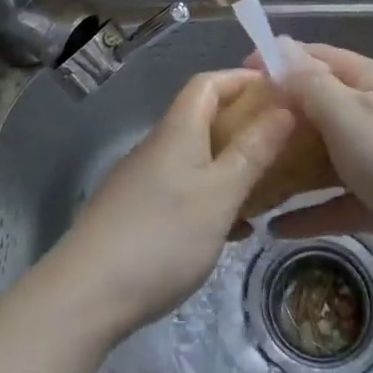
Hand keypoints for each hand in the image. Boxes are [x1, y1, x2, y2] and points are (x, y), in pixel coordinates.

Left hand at [51, 69, 293, 338]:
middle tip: (284, 142)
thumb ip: (253, 151)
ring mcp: (144, 180)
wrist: (87, 294)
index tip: (279, 89)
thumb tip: (284, 107)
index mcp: (177, 130)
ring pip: (196, 158)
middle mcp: (158, 146)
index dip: (241, 78)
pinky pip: (184, 190)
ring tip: (268, 186)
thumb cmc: (163, 236)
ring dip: (231, 164)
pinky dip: (213, 197)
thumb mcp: (220, 194)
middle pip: (202, 118)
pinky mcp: (137, 213)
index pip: (208, 83)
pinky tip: (234, 229)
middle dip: (243, 124)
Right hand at [261, 42, 372, 289]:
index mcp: (370, 82)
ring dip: (291, 168)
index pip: (316, 58)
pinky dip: (312, 213)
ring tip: (249, 180)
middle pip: (318, 109)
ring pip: (326, 158)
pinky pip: (339, 202)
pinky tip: (276, 229)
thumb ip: (310, 84)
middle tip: (235, 134)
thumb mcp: (349, 115)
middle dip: (279, 119)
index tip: (238, 77)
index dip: (277, 62)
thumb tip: (279, 49)